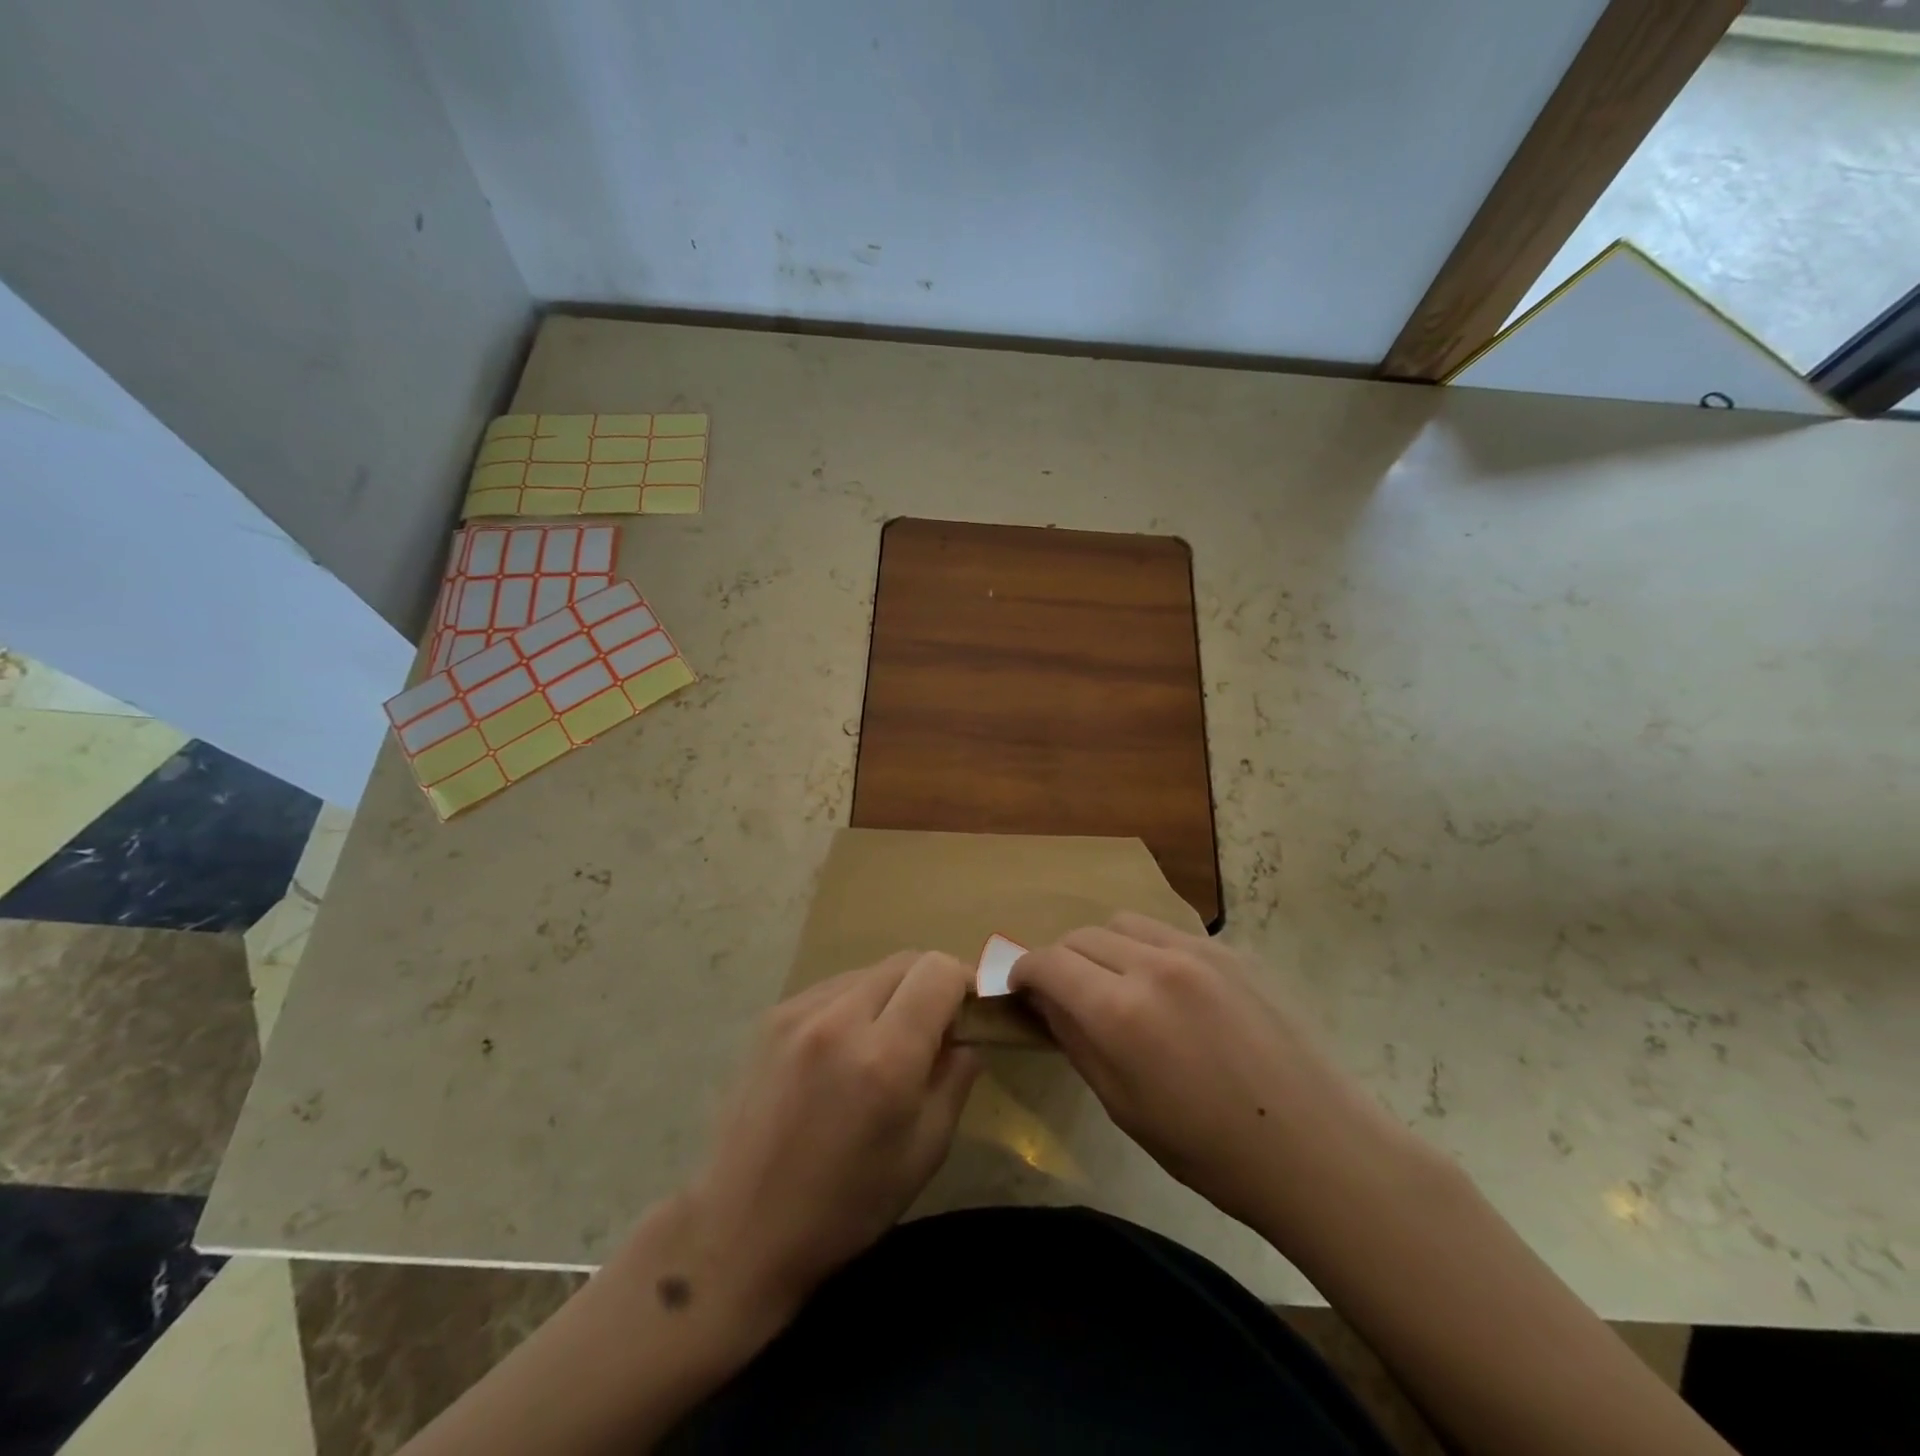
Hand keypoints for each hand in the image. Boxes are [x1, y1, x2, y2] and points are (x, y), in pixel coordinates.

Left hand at [684, 950, 978, 1319]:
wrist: (741, 1227)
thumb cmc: (845, 1205)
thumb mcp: (925, 1151)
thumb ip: (956, 1078)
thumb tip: (967, 1034)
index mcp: (885, 1057)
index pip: (938, 971)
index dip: (965, 982)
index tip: (969, 1013)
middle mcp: (840, 1018)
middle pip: (905, 961)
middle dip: (931, 984)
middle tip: (936, 1027)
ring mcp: (799, 1012)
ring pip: (869, 971)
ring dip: (892, 992)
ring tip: (886, 1040)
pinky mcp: (772, 1016)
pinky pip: (833, 988)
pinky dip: (855, 1003)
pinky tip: (845, 1049)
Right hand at [1011, 914, 1404, 1233]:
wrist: (1316, 1147)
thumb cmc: (1210, 1149)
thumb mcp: (1123, 1106)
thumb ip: (1076, 1041)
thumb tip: (1044, 1002)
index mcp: (1121, 1012)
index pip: (1047, 963)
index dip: (1022, 971)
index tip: (1019, 988)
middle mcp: (1153, 965)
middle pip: (1081, 935)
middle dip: (1061, 960)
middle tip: (1065, 994)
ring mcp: (1197, 950)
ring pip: (1123, 923)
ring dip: (1102, 947)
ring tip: (1115, 983)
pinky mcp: (1230, 950)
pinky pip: (1168, 932)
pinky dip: (1147, 949)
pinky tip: (1167, 988)